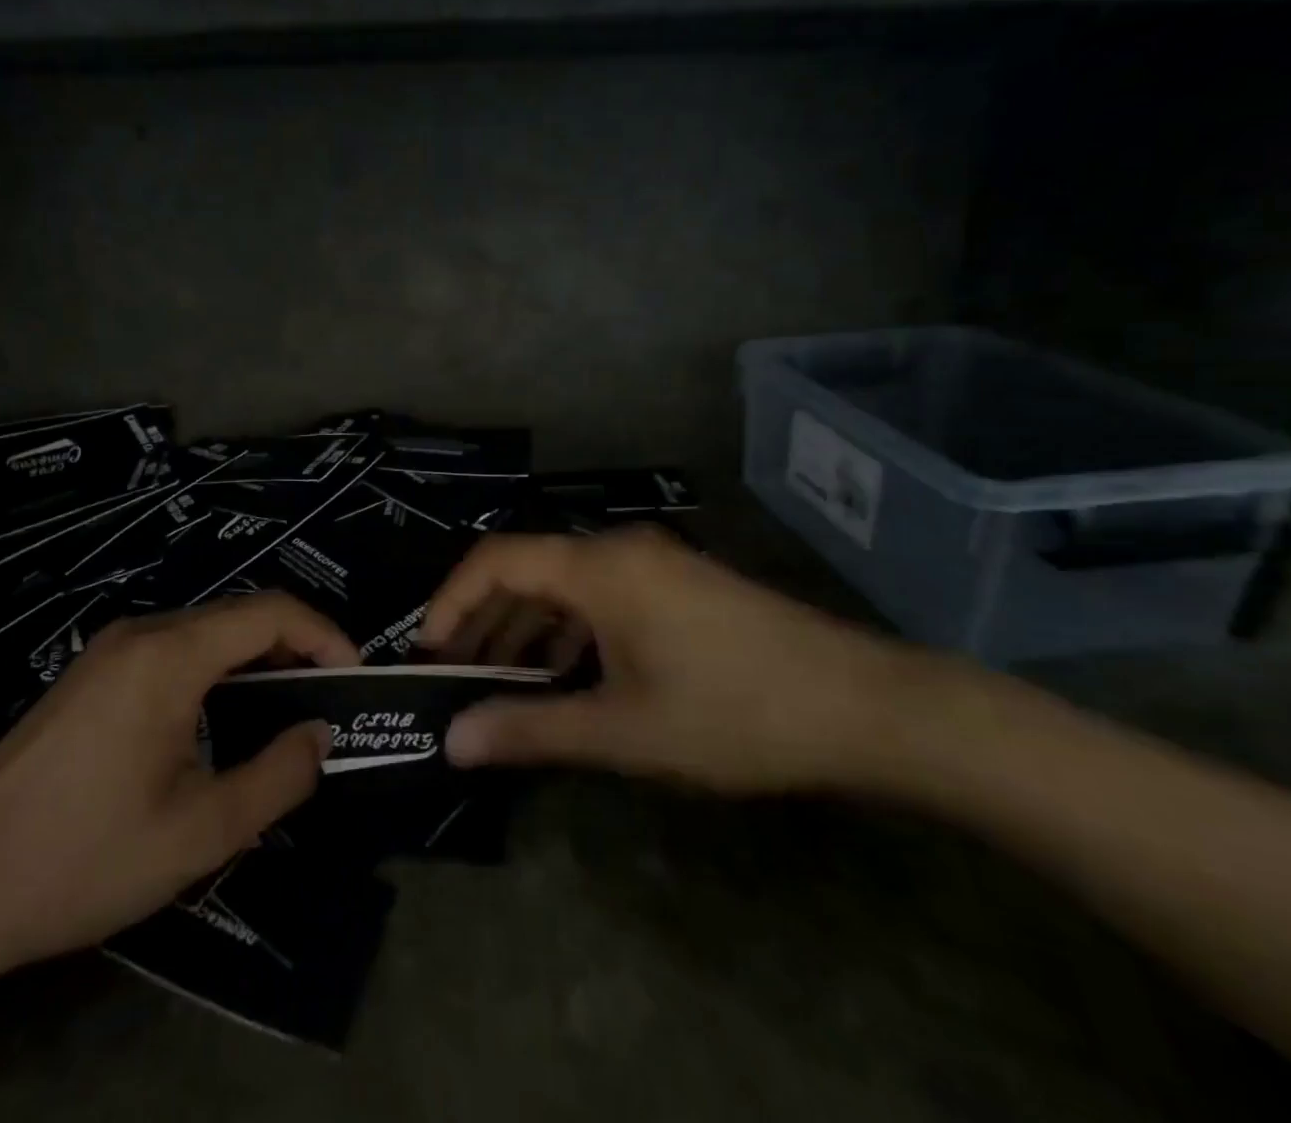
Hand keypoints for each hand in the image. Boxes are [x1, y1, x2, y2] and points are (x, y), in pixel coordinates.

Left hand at [0, 594, 356, 992]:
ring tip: (288, 710)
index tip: (355, 678)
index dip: (325, 636)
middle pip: (241, 615)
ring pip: (208, 631)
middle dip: (296, 648)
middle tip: (330, 699)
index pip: (272, 613)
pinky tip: (225, 718)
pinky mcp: (94, 672)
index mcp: (171, 655)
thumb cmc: (84, 858)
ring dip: (257, 661)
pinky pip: (176, 650)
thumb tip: (321, 735)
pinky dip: (218, 670)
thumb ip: (278, 776)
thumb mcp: (200, 832)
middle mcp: (142, 633)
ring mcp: (112, 648)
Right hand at [418, 527, 896, 793]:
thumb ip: (532, 729)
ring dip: (526, 628)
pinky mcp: (676, 585)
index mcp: (599, 566)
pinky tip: (563, 677)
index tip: (427, 651)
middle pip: (527, 568)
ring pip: (564, 584)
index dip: (451, 600)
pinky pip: (599, 596)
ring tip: (499, 682)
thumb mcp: (623, 729)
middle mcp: (618, 548)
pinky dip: (568, 631)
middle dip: (484, 620)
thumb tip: (453, 741)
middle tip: (455, 676)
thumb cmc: (734, 711)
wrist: (864, 706)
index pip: (496, 559)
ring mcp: (652, 564)